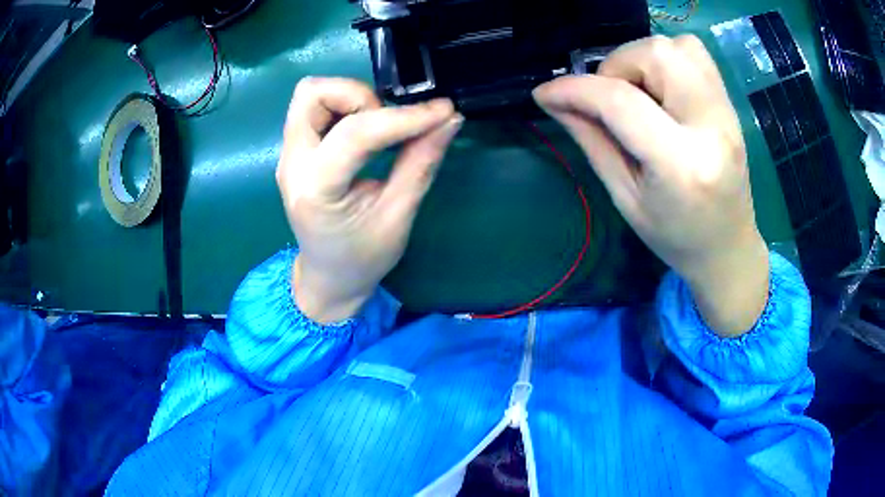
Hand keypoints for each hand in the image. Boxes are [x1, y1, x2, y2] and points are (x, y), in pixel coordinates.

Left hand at [277, 77, 461, 322]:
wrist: (328, 278)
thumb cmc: (362, 258)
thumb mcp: (398, 216)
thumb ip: (421, 163)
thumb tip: (449, 120)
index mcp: (315, 189)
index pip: (355, 133)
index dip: (403, 117)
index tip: (442, 111)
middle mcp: (292, 164)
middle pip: (314, 94)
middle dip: (360, 96)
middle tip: (389, 122)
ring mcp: (288, 155)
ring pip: (311, 95)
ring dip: (350, 98)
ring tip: (378, 125)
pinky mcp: (295, 151)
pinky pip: (313, 108)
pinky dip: (344, 106)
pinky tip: (365, 129)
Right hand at [533, 35, 768, 336]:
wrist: (728, 249)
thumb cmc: (675, 237)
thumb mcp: (626, 197)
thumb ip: (592, 141)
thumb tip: (555, 101)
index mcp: (682, 165)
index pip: (622, 102)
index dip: (576, 89)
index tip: (546, 94)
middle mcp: (711, 127)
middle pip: (656, 55)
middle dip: (616, 66)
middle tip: (608, 98)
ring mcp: (727, 112)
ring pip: (678, 45)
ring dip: (643, 59)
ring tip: (637, 92)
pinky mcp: (730, 105)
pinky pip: (696, 53)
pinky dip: (668, 58)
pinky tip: (660, 88)